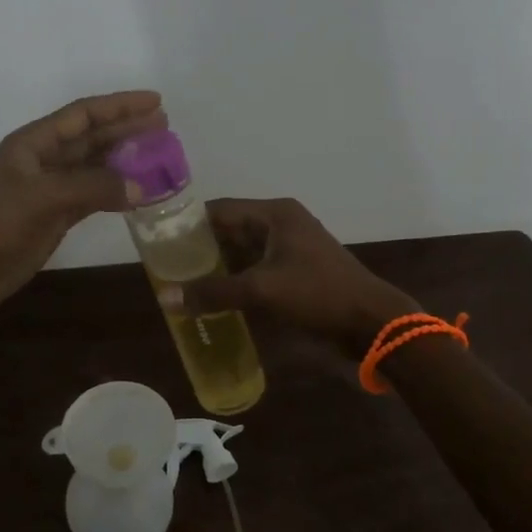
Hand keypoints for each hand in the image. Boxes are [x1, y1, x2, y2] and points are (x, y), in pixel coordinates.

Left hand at [0, 91, 165, 314]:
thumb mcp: (40, 198)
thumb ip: (91, 188)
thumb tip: (140, 187)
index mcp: (34, 144)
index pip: (83, 115)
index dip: (119, 106)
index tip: (155, 101)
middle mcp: (45, 161)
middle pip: (93, 138)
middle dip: (127, 130)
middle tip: (165, 126)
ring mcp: (50, 190)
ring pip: (96, 168)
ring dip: (126, 161)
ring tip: (160, 157)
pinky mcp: (55, 217)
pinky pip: (93, 197)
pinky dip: (116, 193)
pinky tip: (139, 194)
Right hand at [170, 197, 419, 356]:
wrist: (372, 323)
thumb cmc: (318, 295)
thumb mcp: (262, 291)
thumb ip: (214, 292)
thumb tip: (167, 298)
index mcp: (274, 214)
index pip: (220, 209)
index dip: (189, 223)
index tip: (159, 241)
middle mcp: (281, 223)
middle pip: (230, 229)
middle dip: (200, 247)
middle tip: (166, 266)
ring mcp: (290, 247)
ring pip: (242, 250)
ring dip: (217, 265)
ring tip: (182, 282)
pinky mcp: (295, 271)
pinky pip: (255, 268)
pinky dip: (235, 279)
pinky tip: (213, 296)